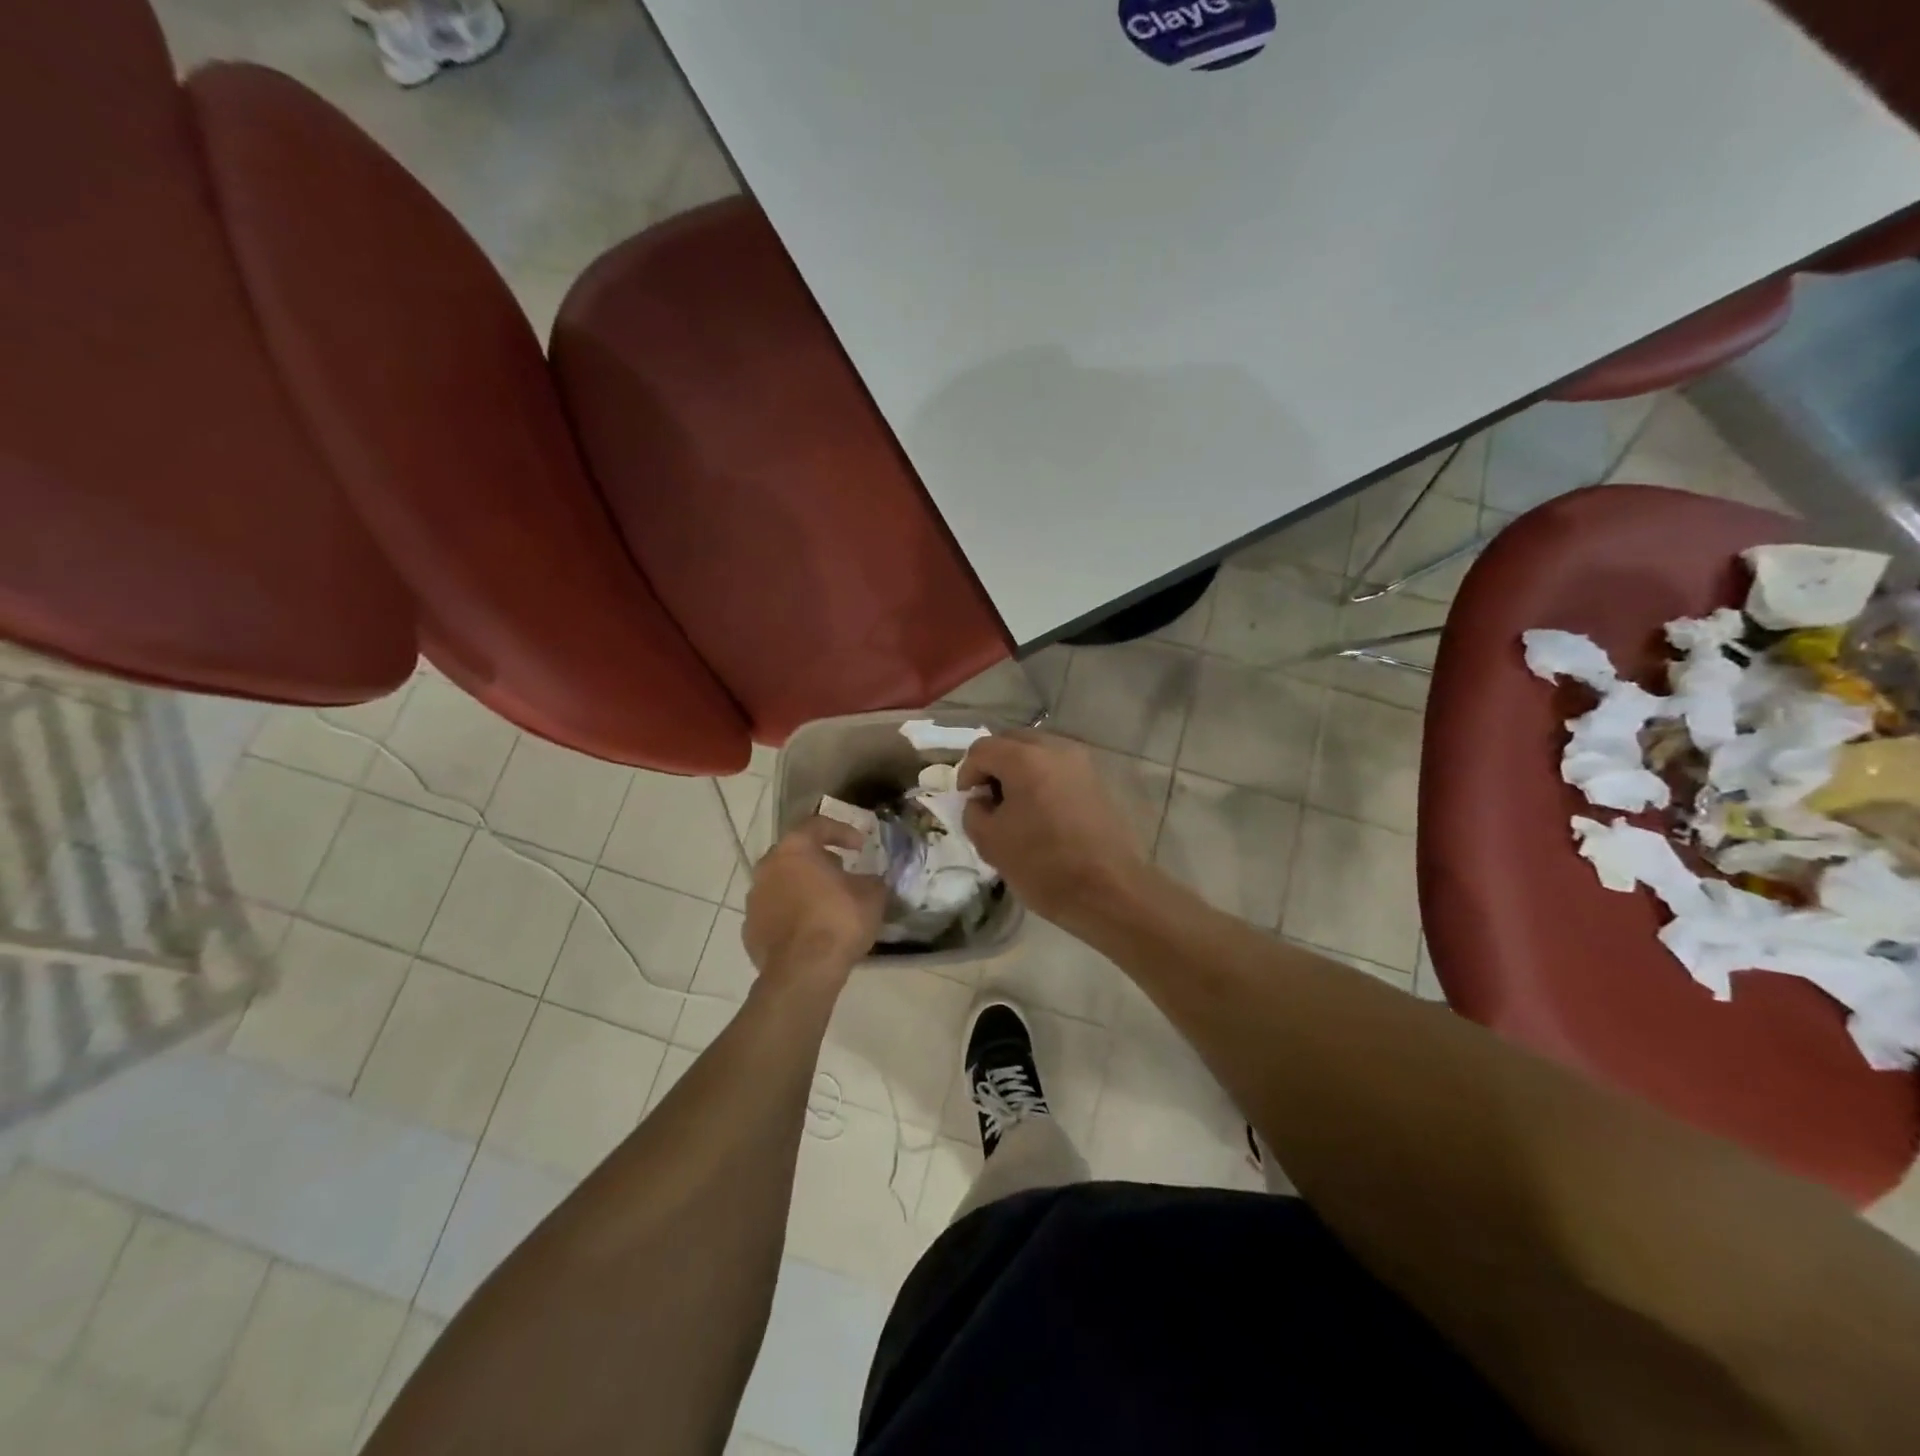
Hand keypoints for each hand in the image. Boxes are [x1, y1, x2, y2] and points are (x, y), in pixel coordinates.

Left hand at [743, 817, 887, 985]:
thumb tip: (869, 881)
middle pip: (794, 854)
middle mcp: (768, 867)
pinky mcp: (750, 929)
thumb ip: (871, 880)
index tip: (860, 846)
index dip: (842, 831)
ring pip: (782, 883)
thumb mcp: (872, 895)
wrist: (803, 972)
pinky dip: (791, 915)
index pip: (817, 825)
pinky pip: (775, 912)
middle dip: (818, 859)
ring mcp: (754, 899)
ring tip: (826, 903)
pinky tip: (810, 930)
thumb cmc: (839, 921)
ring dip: (802, 887)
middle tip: (840, 871)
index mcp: (795, 849)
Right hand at [958, 732, 1147, 927]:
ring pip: (1039, 752)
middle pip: (1013, 742)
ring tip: (1017, 807)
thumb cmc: (1043, 866)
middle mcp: (1056, 748)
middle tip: (990, 800)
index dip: (967, 773)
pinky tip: (1044, 813)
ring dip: (1021, 771)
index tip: (968, 801)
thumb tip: (982, 800)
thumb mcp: (990, 842)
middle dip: (995, 765)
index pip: (982, 749)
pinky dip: (1045, 780)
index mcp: (1024, 759)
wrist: (1109, 891)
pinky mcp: (1099, 780)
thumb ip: (974, 811)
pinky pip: (1060, 768)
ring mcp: (1082, 762)